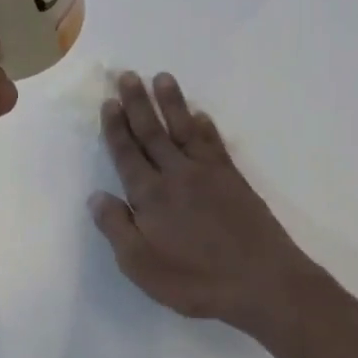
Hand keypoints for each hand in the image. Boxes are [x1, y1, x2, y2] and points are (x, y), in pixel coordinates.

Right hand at [90, 72, 317, 334]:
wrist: (260, 282)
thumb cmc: (194, 280)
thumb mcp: (140, 265)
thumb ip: (116, 228)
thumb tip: (97, 196)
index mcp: (149, 195)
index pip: (127, 154)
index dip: (116, 128)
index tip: (109, 102)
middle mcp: (176, 175)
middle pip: (153, 132)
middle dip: (138, 104)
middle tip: (128, 75)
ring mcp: (208, 174)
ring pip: (184, 130)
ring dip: (172, 103)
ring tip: (162, 78)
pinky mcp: (234, 180)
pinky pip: (215, 144)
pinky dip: (206, 127)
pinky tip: (201, 116)